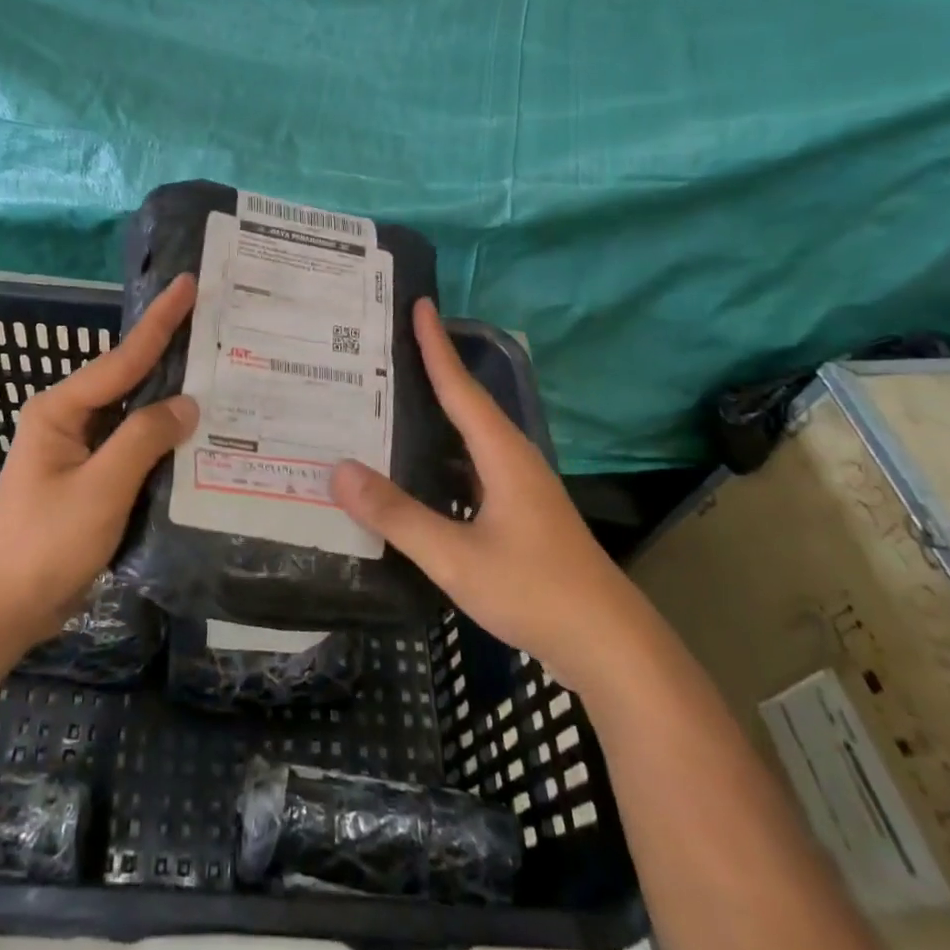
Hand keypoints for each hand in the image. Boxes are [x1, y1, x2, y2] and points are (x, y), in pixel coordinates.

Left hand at [0, 274, 199, 646]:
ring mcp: (80, 450)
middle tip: (217, 326)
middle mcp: (70, 419)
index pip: (122, 358)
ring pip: (135, 414)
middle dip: (171, 353)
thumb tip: (188, 404)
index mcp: (61, 409)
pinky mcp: (92, 479)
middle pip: (129, 378)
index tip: (188, 284)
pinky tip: (198, 435)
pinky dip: (164, 438)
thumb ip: (144, 439)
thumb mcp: (100, 488)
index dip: (161, 321)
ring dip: (172, 399)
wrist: (1, 609)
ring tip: (219, 373)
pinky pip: (134, 446)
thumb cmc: (44, 543)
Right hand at [328, 299, 644, 690]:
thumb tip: (339, 470)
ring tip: (390, 398)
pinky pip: (471, 464)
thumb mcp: (457, 557)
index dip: (436, 345)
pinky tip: (416, 467)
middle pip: (465, 402)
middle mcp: (512, 459)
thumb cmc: (536, 591)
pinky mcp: (519, 512)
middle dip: (431, 368)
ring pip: (468, 436)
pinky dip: (440, 453)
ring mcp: (519, 487)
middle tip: (387, 345)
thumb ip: (398, 514)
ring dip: (435, 412)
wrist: (610, 646)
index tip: (418, 303)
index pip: (460, 386)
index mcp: (502, 454)